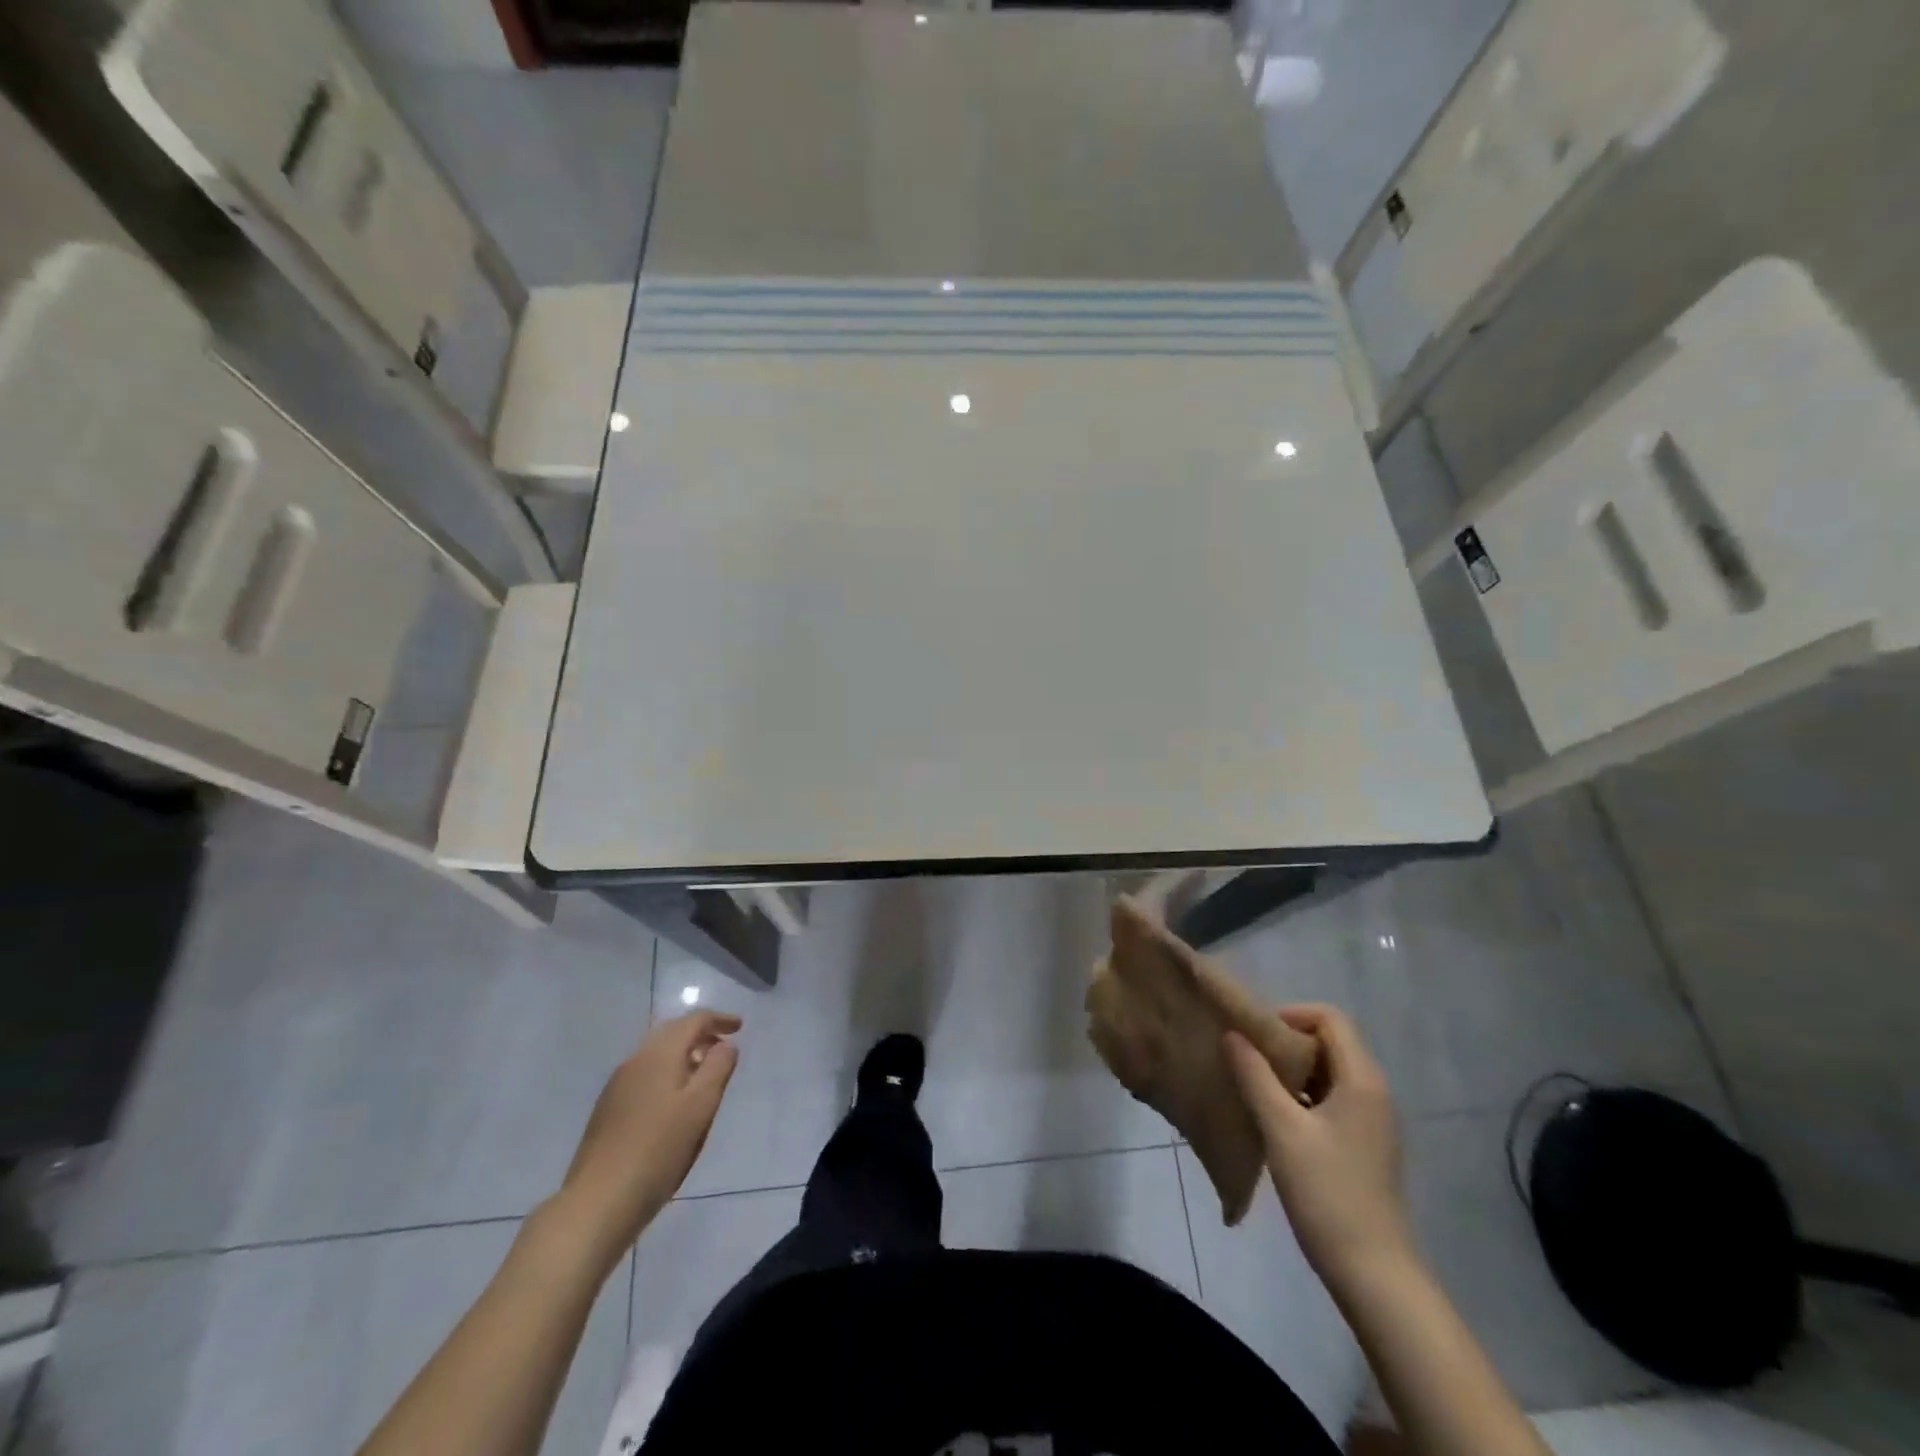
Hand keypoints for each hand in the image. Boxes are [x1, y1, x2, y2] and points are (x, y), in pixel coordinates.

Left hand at [557, 1011, 740, 1264]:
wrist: (598, 1202)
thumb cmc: (659, 1149)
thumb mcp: (701, 1106)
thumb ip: (718, 1067)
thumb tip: (725, 1044)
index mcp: (659, 1054)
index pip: (694, 1020)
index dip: (720, 1019)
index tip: (740, 1027)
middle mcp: (635, 1060)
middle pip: (672, 1032)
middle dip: (700, 1034)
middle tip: (723, 1047)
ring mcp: (617, 1085)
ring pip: (656, 1054)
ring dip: (683, 1054)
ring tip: (702, 1074)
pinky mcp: (608, 1110)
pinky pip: (644, 1074)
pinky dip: (666, 1073)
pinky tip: (673, 1100)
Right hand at [1224, 1003, 1415, 1288]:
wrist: (1375, 1275)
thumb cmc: (1328, 1193)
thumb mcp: (1282, 1129)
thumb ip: (1255, 1076)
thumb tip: (1232, 1034)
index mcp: (1362, 1080)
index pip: (1329, 1018)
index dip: (1290, 1015)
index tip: (1254, 1035)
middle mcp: (1373, 1092)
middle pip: (1329, 1042)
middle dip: (1285, 1042)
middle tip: (1246, 1057)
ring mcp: (1371, 1121)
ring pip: (1327, 1073)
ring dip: (1290, 1071)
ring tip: (1251, 1084)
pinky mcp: (1363, 1146)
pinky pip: (1330, 1100)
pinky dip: (1300, 1096)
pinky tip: (1272, 1117)